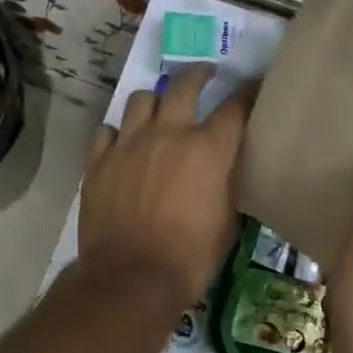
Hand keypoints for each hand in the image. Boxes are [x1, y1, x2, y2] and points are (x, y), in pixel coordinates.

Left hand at [79, 66, 254, 303]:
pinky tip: (122, 142)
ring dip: (154, 101)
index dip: (248, 92)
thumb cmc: (190, 258)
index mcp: (207, 149)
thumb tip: (227, 167)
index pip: (235, 106)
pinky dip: (118, 132)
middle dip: (198, 75)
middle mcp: (167, 134)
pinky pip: (107, 130)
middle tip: (204, 75)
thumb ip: (228, 184)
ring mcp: (128, 144)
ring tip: (158, 108)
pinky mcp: (99, 160)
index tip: (253, 85)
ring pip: (140, 100)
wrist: (130, 277)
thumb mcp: (227, 223)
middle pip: (183, 85)